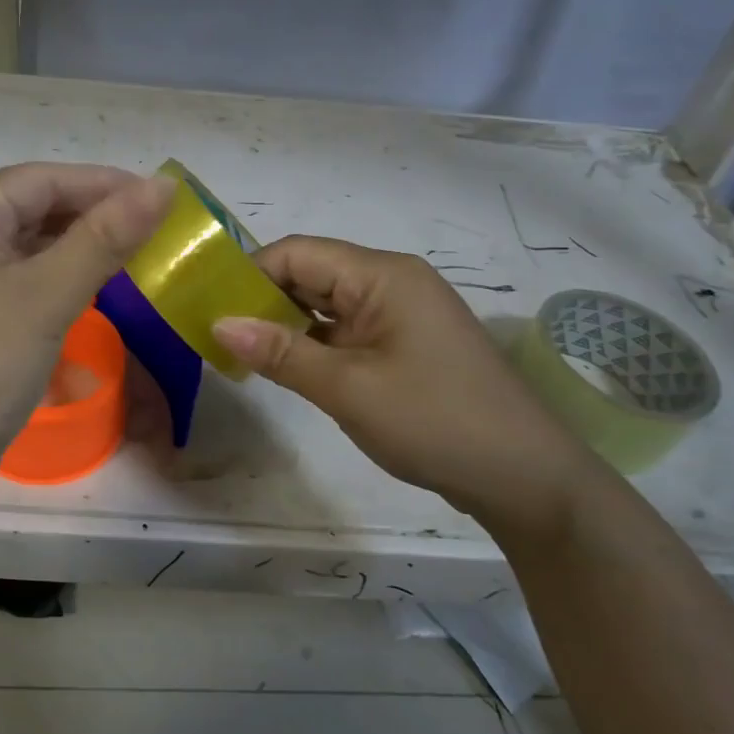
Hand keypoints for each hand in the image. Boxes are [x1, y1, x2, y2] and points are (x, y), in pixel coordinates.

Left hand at [0, 164, 176, 522]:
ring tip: (132, 258)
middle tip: (154, 231)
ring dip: (75, 249)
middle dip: (91, 216)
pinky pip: (13, 283)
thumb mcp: (47, 296)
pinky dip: (52, 281)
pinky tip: (88, 293)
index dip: (103, 183)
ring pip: (23, 249)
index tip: (161, 197)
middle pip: (29, 209)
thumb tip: (162, 186)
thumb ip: (105, 237)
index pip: (40, 180)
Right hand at [212, 236, 612, 540]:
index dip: (249, 274)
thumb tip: (218, 322)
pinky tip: (282, 366)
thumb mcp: (348, 388)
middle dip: (261, 299)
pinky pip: (343, 330)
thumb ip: (281, 353)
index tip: (207, 306)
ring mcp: (399, 314)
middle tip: (214, 331)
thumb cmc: (436, 421)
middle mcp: (390, 282)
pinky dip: (311, 344)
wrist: (527, 479)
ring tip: (238, 350)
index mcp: (382, 275)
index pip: (297, 253)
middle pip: (310, 274)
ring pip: (324, 304)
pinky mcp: (402, 344)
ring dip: (284, 324)